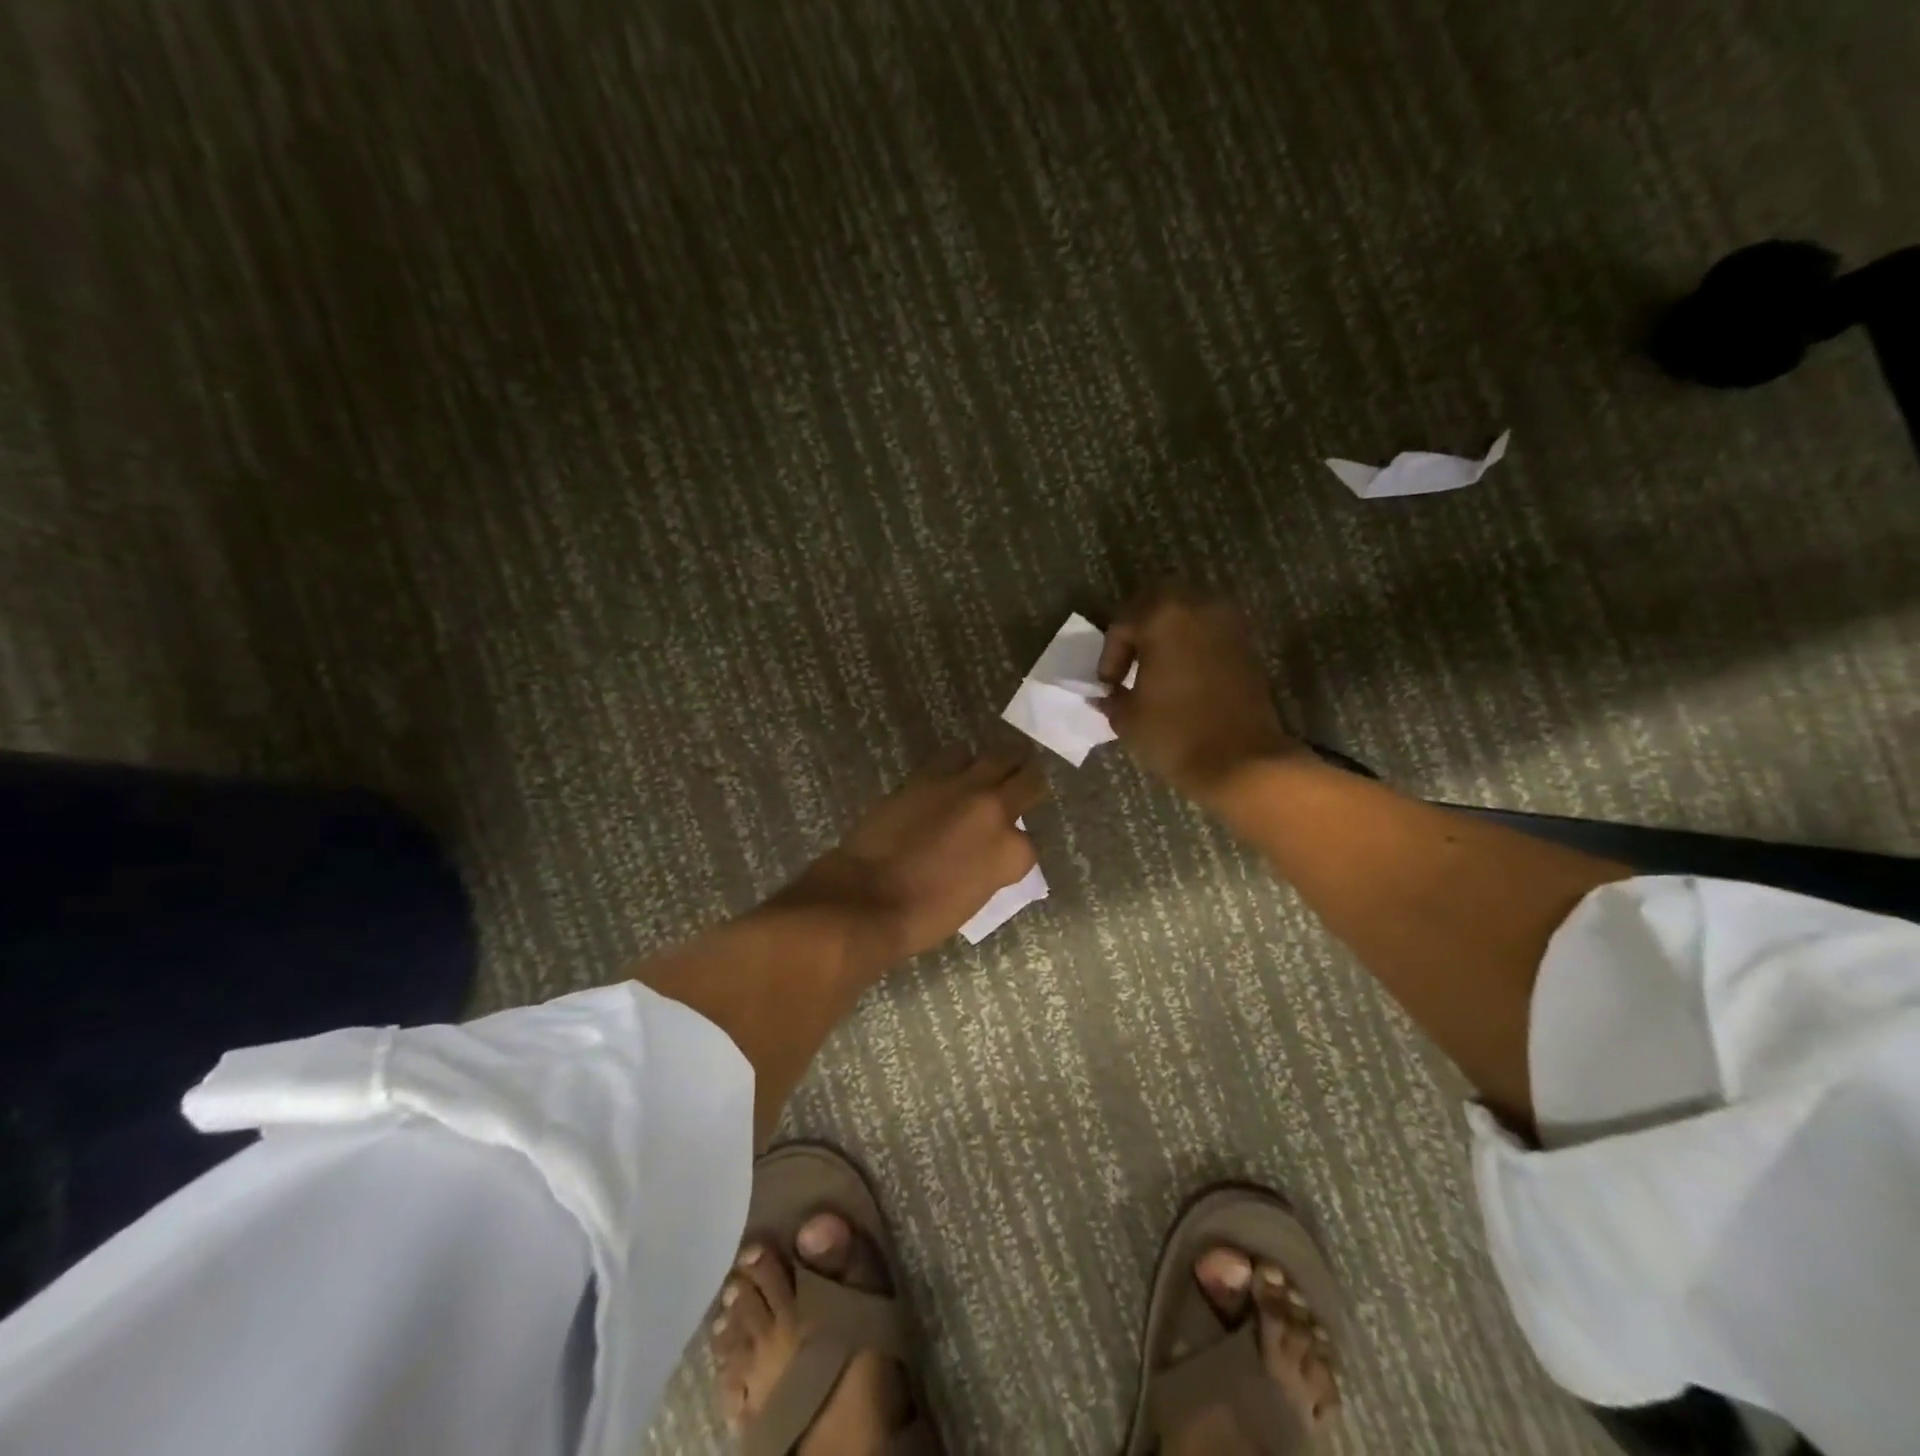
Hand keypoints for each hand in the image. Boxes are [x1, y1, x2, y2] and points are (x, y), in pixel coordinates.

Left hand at [788, 744, 1047, 959]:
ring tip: (989, 770)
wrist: (869, 899)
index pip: (1029, 840)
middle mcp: (995, 809)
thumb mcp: (977, 896)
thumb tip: (986, 849)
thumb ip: (992, 864)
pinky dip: (958, 764)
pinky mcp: (928, 776)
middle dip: (1027, 779)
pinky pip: (954, 756)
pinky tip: (952, 775)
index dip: (1015, 843)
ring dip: (995, 764)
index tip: (1005, 846)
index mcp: (1013, 852)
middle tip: (1023, 780)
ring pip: (996, 755)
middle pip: (1029, 777)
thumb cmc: (925, 916)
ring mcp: (962, 787)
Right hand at [1098, 588, 1300, 802]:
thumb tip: (1105, 694)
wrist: (1242, 761)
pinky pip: (1210, 633)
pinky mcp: (1248, 646)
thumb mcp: (1128, 718)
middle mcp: (1199, 607)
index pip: (1124, 623)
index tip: (1109, 686)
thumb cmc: (1175, 734)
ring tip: (1156, 671)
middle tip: (1129, 664)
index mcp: (1163, 616)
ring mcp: (1229, 624)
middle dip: (1139, 629)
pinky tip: (1182, 678)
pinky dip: (1192, 646)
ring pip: (1188, 614)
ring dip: (1168, 635)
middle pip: (1158, 602)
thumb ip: (1112, 697)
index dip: (1110, 655)